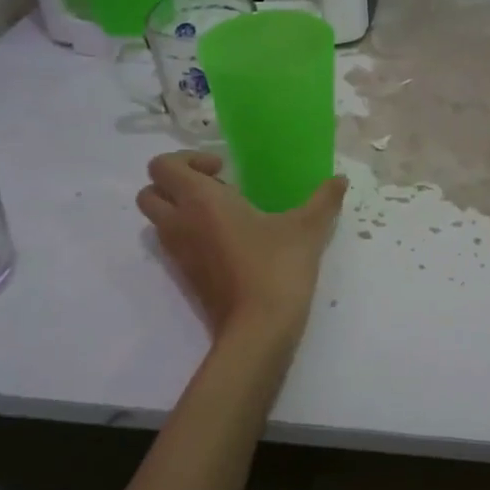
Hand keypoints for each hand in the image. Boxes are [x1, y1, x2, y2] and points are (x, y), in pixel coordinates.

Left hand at [136, 152, 347, 337]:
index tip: (224, 170)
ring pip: (158, 220)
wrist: (259, 329)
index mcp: (199, 200)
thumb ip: (324, 199)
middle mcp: (179, 223)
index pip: (163, 166)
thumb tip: (341, 179)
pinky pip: (174, 244)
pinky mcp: (185, 277)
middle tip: (216, 189)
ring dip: (180, 209)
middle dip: (175, 184)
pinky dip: (190, 235)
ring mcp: (178, 253)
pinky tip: (231, 242)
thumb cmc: (277, 267)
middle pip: (149, 192)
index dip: (187, 159)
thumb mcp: (307, 228)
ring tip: (225, 215)